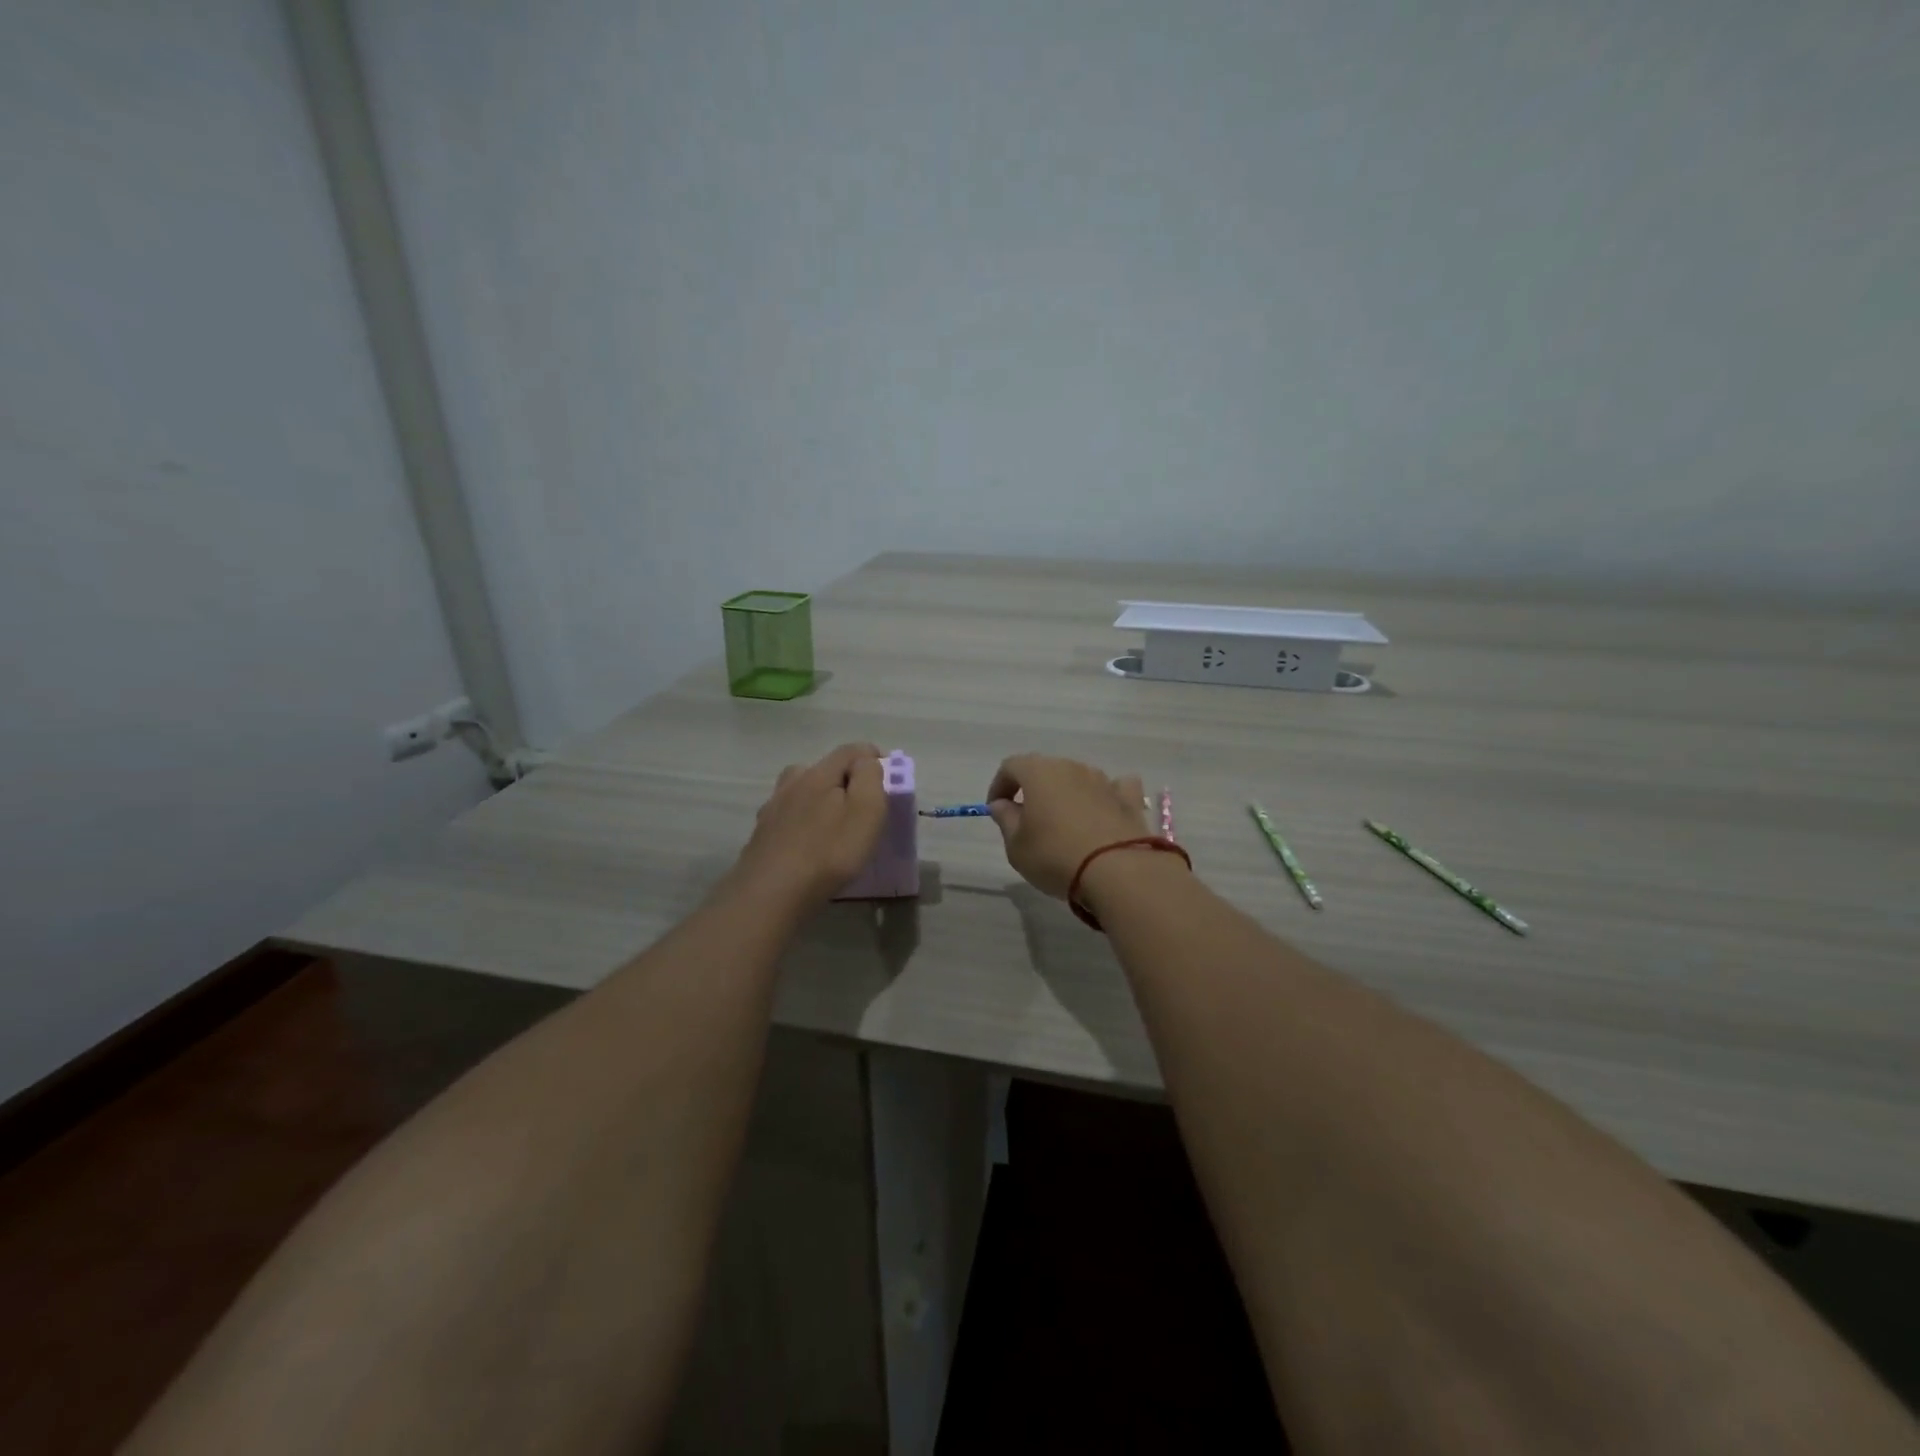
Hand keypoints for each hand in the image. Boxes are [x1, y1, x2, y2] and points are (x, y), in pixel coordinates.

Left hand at [729, 743, 887, 911]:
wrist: (772, 893)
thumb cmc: (829, 851)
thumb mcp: (866, 810)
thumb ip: (870, 778)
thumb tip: (867, 761)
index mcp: (818, 773)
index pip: (850, 750)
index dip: (873, 758)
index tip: (889, 779)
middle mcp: (791, 783)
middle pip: (822, 768)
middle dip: (845, 779)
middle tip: (861, 806)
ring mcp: (772, 809)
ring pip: (800, 792)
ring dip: (819, 799)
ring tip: (833, 824)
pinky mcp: (761, 835)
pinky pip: (788, 818)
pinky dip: (802, 823)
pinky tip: (807, 843)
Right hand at [986, 753, 1149, 899]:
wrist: (1117, 871)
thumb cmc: (1055, 856)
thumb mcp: (1016, 846)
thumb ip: (1005, 819)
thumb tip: (1002, 804)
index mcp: (1039, 772)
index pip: (1011, 766)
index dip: (1000, 785)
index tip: (997, 809)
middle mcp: (1072, 767)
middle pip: (1046, 770)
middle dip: (1034, 789)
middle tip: (1028, 819)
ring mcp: (1104, 780)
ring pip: (1078, 778)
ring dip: (1067, 794)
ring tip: (1064, 823)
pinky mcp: (1129, 798)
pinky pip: (1114, 788)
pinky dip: (1106, 796)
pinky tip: (1104, 813)